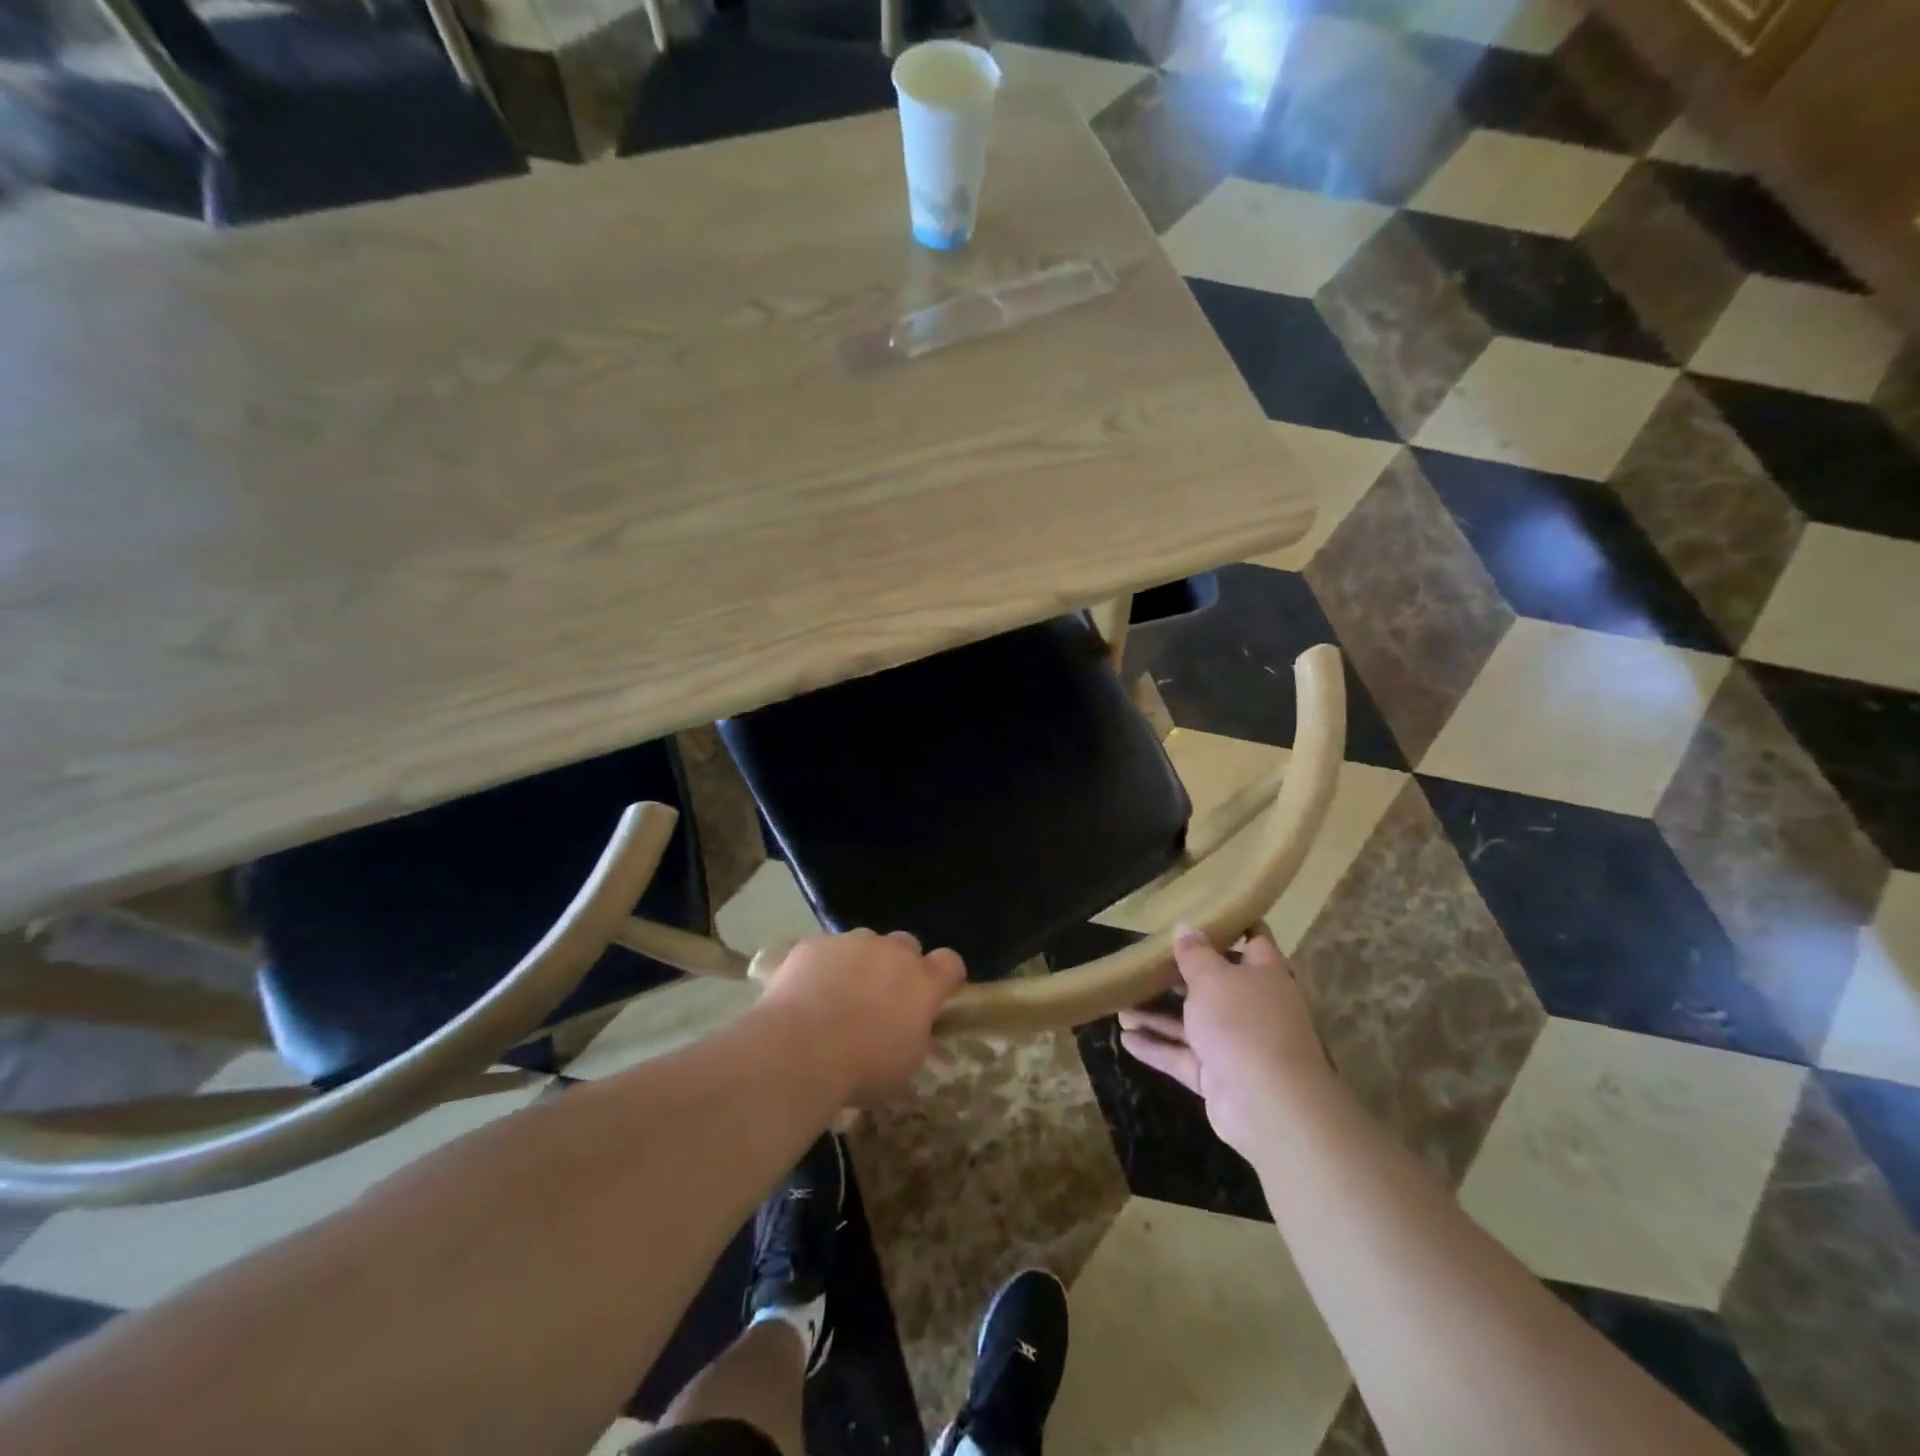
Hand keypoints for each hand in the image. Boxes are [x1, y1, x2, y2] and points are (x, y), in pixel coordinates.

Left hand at [756, 929, 966, 1103]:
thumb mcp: (905, 1065)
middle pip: (906, 945)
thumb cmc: (863, 1067)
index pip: (950, 963)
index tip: (938, 992)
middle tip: (882, 997)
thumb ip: (917, 1037)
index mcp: (923, 982)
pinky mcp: (815, 943)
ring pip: (864, 943)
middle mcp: (892, 952)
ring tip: (838, 996)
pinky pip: (824, 950)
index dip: (945, 975)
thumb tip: (917, 1030)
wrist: (801, 1048)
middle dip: (899, 965)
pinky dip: (821, 967)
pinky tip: (805, 994)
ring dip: (859, 963)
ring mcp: (852, 942)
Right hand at [1119, 925, 1330, 1153]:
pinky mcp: (1218, 1076)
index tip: (1209, 911)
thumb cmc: (1242, 1022)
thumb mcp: (1213, 977)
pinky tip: (1125, 1038)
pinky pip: (1182, 1056)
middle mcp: (1252, 1007)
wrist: (1267, 1104)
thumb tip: (1185, 927)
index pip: (1255, 941)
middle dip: (1179, 976)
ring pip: (1192, 1023)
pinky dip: (1156, 1047)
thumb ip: (1194, 953)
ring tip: (1120, 1006)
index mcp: (1264, 975)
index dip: (1236, 926)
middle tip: (1144, 962)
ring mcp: (1235, 1044)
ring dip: (1157, 1016)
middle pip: (1214, 984)